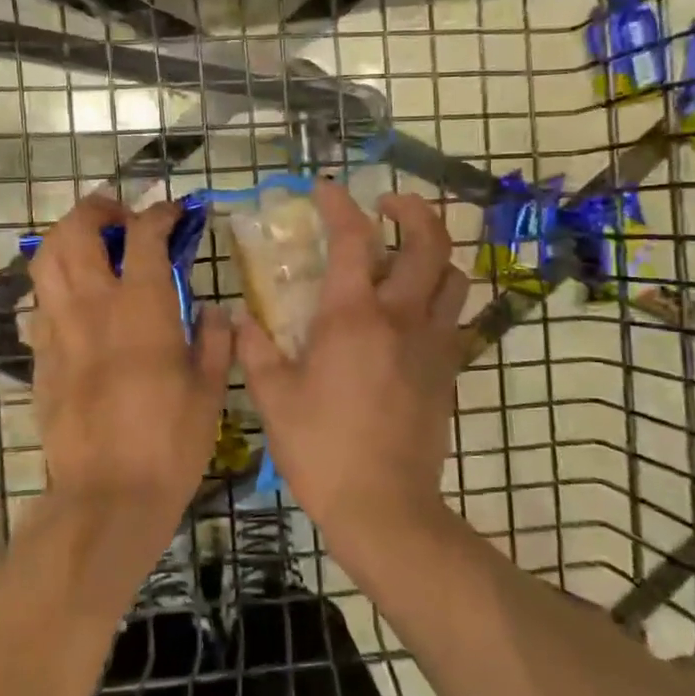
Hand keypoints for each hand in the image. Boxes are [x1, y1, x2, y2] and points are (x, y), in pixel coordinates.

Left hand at [28, 194, 231, 516]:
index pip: (143, 235)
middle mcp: (93, 306)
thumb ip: (215, 341)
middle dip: (97, 209)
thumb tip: (213, 311)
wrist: (108, 495)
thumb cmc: (170, 443)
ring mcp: (58, 329)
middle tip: (119, 218)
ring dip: (67, 239)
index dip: (159, 213)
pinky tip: (78, 304)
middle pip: (76, 230)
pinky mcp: (40, 358)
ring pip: (46, 260)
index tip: (173, 214)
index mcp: (142, 308)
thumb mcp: (210, 390)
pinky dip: (57, 287)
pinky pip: (40, 304)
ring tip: (91, 248)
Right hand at [236, 182, 467, 541]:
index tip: (324, 189)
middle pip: (429, 242)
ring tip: (406, 255)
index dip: (339, 205)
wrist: (384, 506)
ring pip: (453, 276)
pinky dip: (439, 298)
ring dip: (434, 252)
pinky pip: (455, 318)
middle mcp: (401, 317)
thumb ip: (256, 349)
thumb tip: (240, 317)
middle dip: (411, 210)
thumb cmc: (321, 449)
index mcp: (352, 317)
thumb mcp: (274, 398)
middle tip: (386, 206)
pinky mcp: (448, 370)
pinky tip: (411, 313)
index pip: (353, 239)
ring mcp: (433, 343)